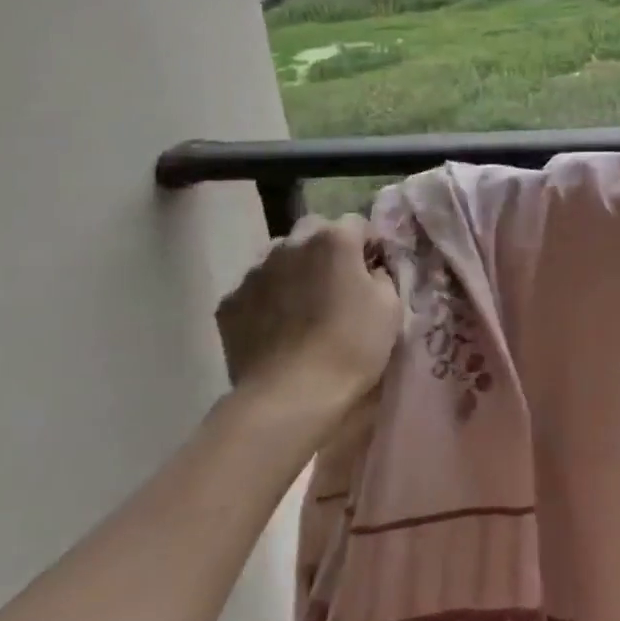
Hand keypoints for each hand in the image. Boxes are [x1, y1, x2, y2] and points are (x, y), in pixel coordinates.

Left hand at [214, 214, 401, 432]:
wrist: (291, 396)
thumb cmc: (352, 346)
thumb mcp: (390, 306)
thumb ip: (380, 275)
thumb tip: (369, 271)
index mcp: (334, 239)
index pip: (357, 223)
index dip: (368, 245)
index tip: (373, 271)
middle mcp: (290, 244)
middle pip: (313, 230)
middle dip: (326, 248)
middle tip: (338, 283)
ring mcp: (254, 272)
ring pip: (279, 257)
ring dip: (294, 269)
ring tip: (303, 305)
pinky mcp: (229, 303)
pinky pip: (255, 289)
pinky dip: (267, 299)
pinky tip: (276, 327)